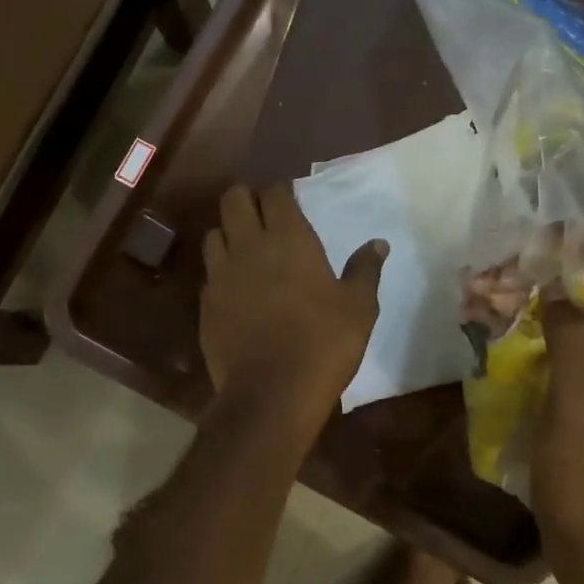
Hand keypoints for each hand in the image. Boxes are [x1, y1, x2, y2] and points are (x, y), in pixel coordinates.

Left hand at [200, 184, 386, 415]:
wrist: (272, 392)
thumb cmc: (324, 343)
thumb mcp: (359, 307)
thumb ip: (365, 269)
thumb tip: (378, 243)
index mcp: (288, 239)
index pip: (275, 193)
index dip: (281, 191)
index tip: (289, 199)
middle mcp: (248, 246)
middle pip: (233, 199)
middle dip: (246, 198)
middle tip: (262, 214)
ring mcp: (221, 274)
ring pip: (213, 234)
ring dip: (228, 233)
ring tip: (244, 249)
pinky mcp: (206, 304)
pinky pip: (209, 274)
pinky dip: (220, 272)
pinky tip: (234, 288)